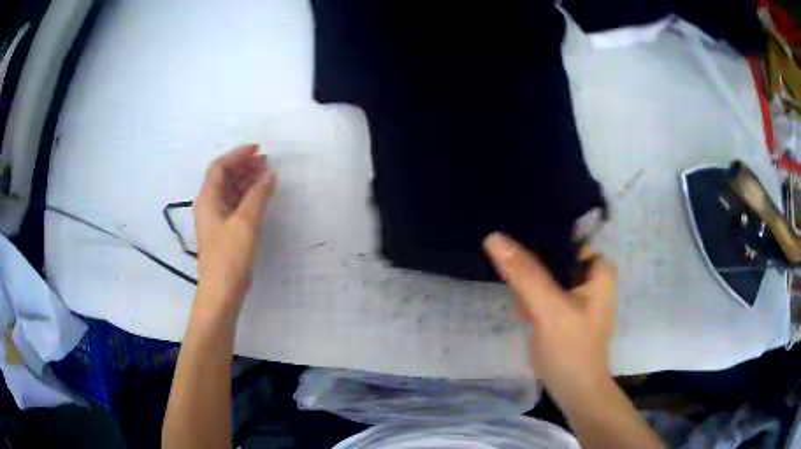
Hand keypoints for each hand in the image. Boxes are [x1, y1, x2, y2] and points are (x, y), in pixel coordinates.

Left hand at [194, 144, 276, 311]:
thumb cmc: (229, 256)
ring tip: (267, 176)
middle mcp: (209, 205)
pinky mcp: (224, 231)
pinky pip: (235, 205)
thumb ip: (258, 195)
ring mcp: (216, 219)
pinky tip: (261, 196)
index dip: (237, 155)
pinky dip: (248, 197)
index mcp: (207, 199)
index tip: (258, 150)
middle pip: (224, 177)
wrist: (221, 293)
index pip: (219, 167)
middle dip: (244, 166)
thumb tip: (270, 174)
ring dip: (247, 181)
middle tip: (266, 162)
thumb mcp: (245, 223)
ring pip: (230, 191)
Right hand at [483, 232, 616, 405]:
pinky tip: (524, 312)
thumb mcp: (549, 310)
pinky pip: (543, 290)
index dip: (534, 238)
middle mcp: (591, 274)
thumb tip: (494, 237)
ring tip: (522, 306)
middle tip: (517, 289)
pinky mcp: (565, 307)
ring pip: (545, 273)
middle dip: (528, 268)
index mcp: (598, 266)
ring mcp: (578, 292)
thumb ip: (524, 274)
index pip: (561, 237)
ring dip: (527, 284)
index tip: (508, 246)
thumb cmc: (571, 351)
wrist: (575, 391)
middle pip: (552, 255)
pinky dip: (530, 297)